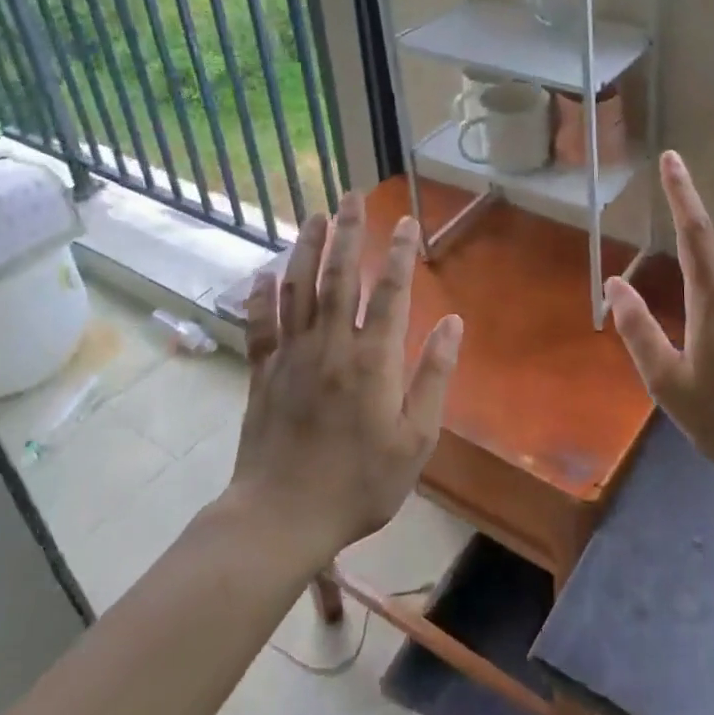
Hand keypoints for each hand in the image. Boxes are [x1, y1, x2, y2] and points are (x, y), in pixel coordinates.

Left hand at [226, 194, 462, 571]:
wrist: (283, 517)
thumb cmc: (360, 483)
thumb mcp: (416, 439)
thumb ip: (434, 377)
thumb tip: (453, 323)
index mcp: (373, 360)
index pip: (391, 292)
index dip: (401, 253)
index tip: (408, 221)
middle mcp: (331, 345)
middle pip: (341, 276)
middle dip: (350, 232)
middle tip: (354, 197)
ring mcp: (292, 355)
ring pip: (299, 289)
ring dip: (308, 248)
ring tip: (316, 215)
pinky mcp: (263, 372)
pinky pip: (260, 324)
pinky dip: (261, 295)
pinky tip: (264, 272)